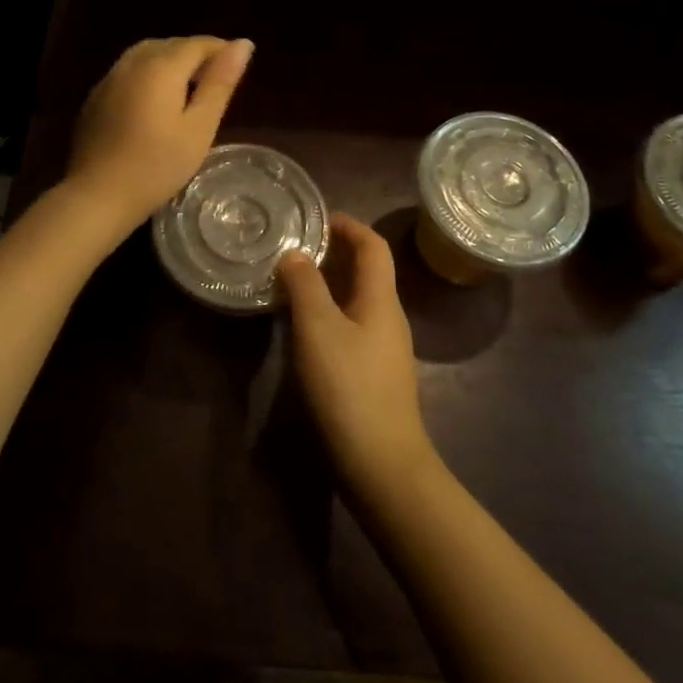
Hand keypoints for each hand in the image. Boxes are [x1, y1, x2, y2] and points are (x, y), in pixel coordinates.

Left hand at [64, 36, 253, 233]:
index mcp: (161, 66)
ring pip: (146, 55)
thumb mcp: (199, 128)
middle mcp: (132, 63)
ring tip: (188, 89)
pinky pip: (128, 72)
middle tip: (216, 82)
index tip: (237, 68)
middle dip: (196, 55)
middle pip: (170, 45)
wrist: (97, 195)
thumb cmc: (157, 166)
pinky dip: (148, 75)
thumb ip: (219, 83)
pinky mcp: (96, 97)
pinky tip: (155, 103)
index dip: (221, 50)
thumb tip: (243, 44)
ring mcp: (109, 79)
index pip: (198, 44)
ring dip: (170, 62)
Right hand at [279, 214, 436, 496]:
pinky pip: (353, 327)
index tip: (319, 218)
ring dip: (330, 285)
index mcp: (381, 299)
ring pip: (358, 301)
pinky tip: (305, 329)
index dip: (350, 226)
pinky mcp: (375, 376)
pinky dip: (330, 314)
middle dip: (336, 253)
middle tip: (296, 249)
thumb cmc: (349, 386)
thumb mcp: (318, 329)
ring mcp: (385, 350)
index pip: (374, 246)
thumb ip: (305, 285)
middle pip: (367, 272)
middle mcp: (389, 318)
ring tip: (293, 284)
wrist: (382, 464)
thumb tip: (295, 254)